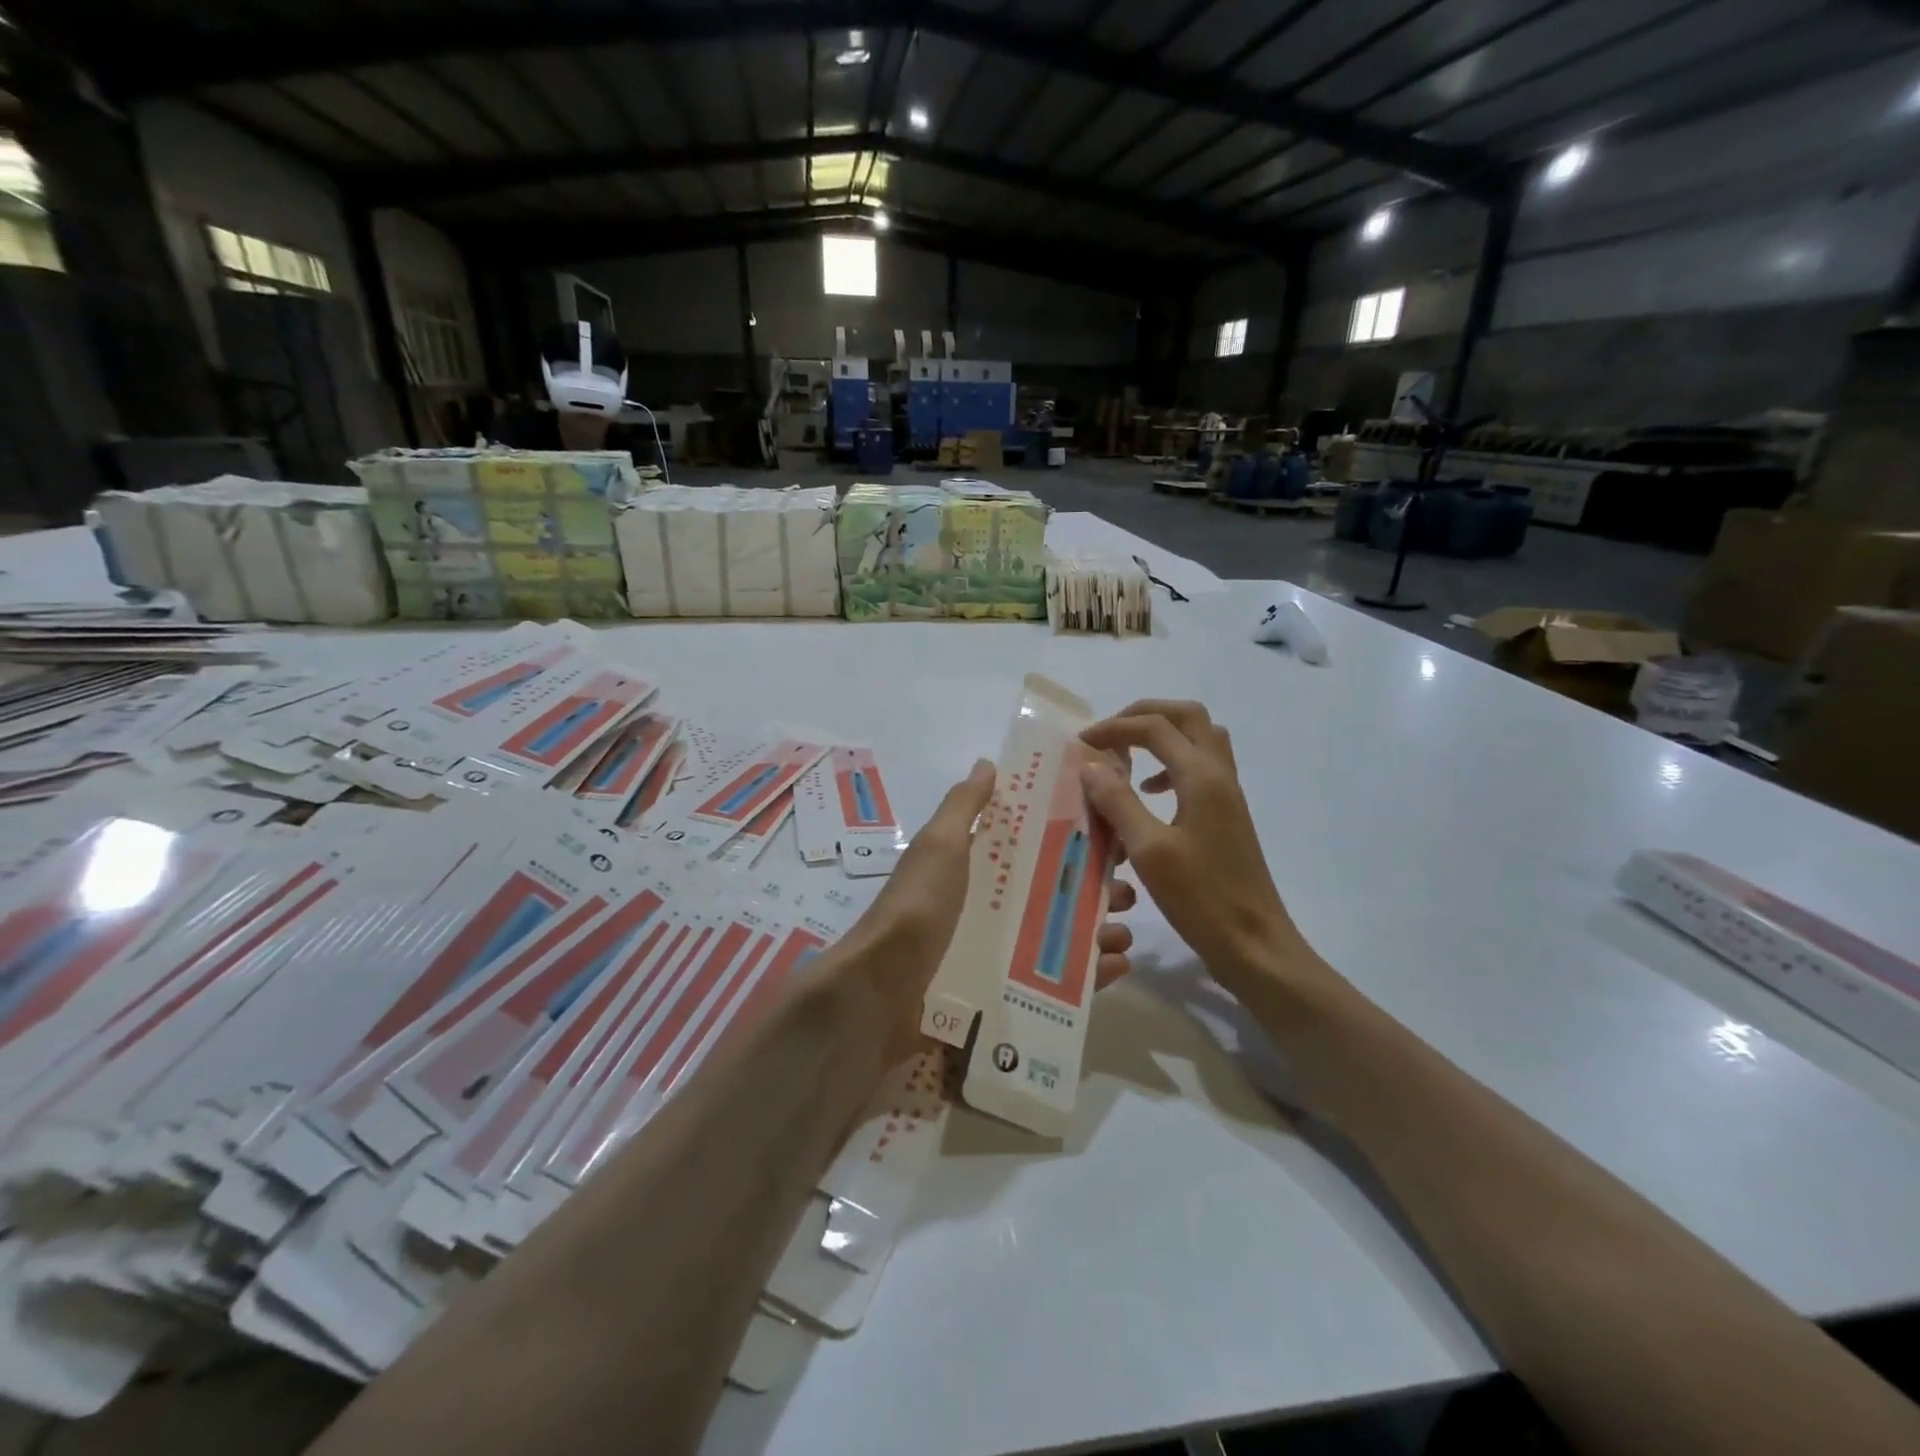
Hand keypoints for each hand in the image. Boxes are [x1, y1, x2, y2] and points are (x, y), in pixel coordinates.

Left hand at [831, 760, 1135, 1067]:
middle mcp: (989, 907)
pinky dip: (1089, 976)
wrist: (881, 991)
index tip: (1108, 835)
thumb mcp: (939, 846)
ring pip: (1059, 938)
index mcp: (976, 868)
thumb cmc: (917, 907)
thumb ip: (964, 806)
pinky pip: (1055, 985)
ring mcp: (997, 953)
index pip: (1030, 847)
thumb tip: (987, 764)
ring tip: (1125, 933)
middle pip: (1052, 894)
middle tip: (1126, 892)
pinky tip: (1118, 968)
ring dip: (1097, 932)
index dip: (1068, 840)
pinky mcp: (1004, 995)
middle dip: (1092, 890)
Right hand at [1080, 700, 1332, 1007]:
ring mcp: (1228, 794)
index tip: (1079, 745)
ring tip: (1127, 758)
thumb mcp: (1148, 850)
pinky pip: (1202, 766)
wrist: (1254, 943)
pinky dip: (1172, 763)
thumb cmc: (1200, 899)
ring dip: (1162, 735)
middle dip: (1143, 715)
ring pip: (1199, 738)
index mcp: (1202, 777)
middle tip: (1109, 736)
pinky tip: (1151, 793)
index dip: (1113, 728)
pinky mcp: (1228, 814)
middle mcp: (1220, 774)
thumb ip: (1118, 801)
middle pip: (1186, 716)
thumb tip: (1091, 763)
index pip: (1154, 727)